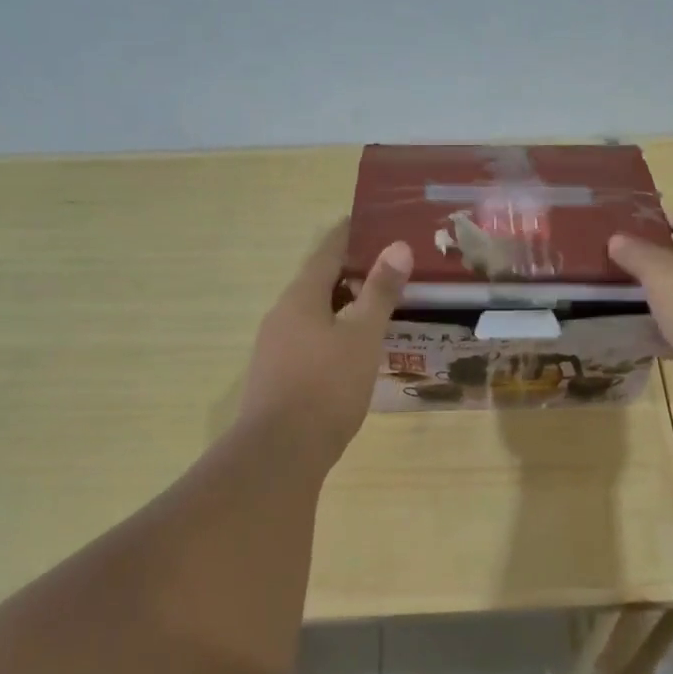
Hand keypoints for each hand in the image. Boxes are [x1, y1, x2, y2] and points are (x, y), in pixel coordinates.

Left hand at [239, 222, 412, 460]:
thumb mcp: (362, 336)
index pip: (326, 253)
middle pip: (319, 283)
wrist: (280, 452)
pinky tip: (355, 349)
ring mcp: (275, 347)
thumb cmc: (326, 386)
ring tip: (378, 305)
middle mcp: (282, 316)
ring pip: (314, 314)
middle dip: (351, 272)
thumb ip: (380, 292)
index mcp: (300, 298)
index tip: (370, 221)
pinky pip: (310, 340)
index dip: (349, 235)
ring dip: (344, 305)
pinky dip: (335, 333)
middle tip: (389, 266)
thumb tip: (397, 247)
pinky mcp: (278, 375)